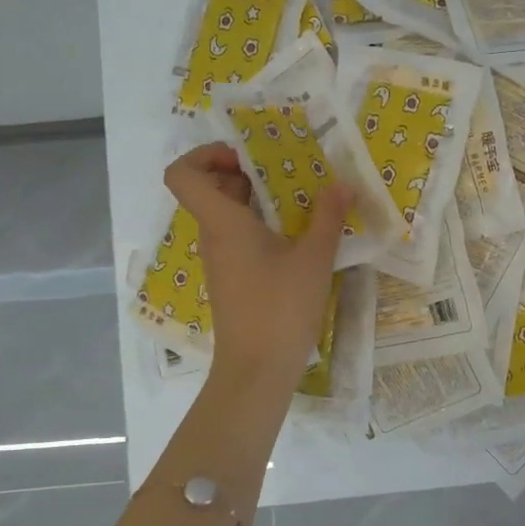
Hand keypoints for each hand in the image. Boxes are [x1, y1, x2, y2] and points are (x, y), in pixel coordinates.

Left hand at [163, 143, 353, 388]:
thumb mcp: (314, 258)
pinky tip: (297, 236)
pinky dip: (260, 226)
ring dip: (256, 200)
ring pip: (226, 215)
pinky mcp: (233, 280)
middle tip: (286, 170)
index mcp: (223, 223)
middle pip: (209, 189)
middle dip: (244, 172)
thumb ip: (328, 216)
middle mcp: (213, 237)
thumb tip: (341, 183)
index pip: (183, 174)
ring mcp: (221, 261)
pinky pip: (238, 239)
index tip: (245, 157)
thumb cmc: (280, 308)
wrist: (257, 370)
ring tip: (300, 199)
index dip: (204, 154)